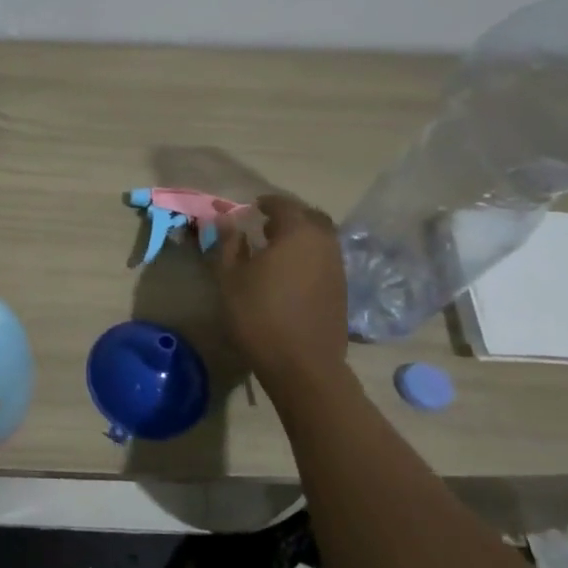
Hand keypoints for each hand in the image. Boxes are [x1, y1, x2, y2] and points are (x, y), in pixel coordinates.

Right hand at [209, 194, 349, 389]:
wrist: (302, 364)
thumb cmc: (259, 315)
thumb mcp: (230, 277)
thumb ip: (228, 243)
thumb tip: (225, 218)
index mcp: (298, 233)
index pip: (284, 205)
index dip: (267, 203)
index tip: (251, 208)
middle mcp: (324, 244)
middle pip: (310, 217)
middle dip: (290, 216)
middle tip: (266, 224)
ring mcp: (337, 267)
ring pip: (321, 239)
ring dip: (301, 236)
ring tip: (275, 249)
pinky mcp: (341, 290)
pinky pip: (325, 259)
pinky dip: (309, 256)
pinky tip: (290, 273)